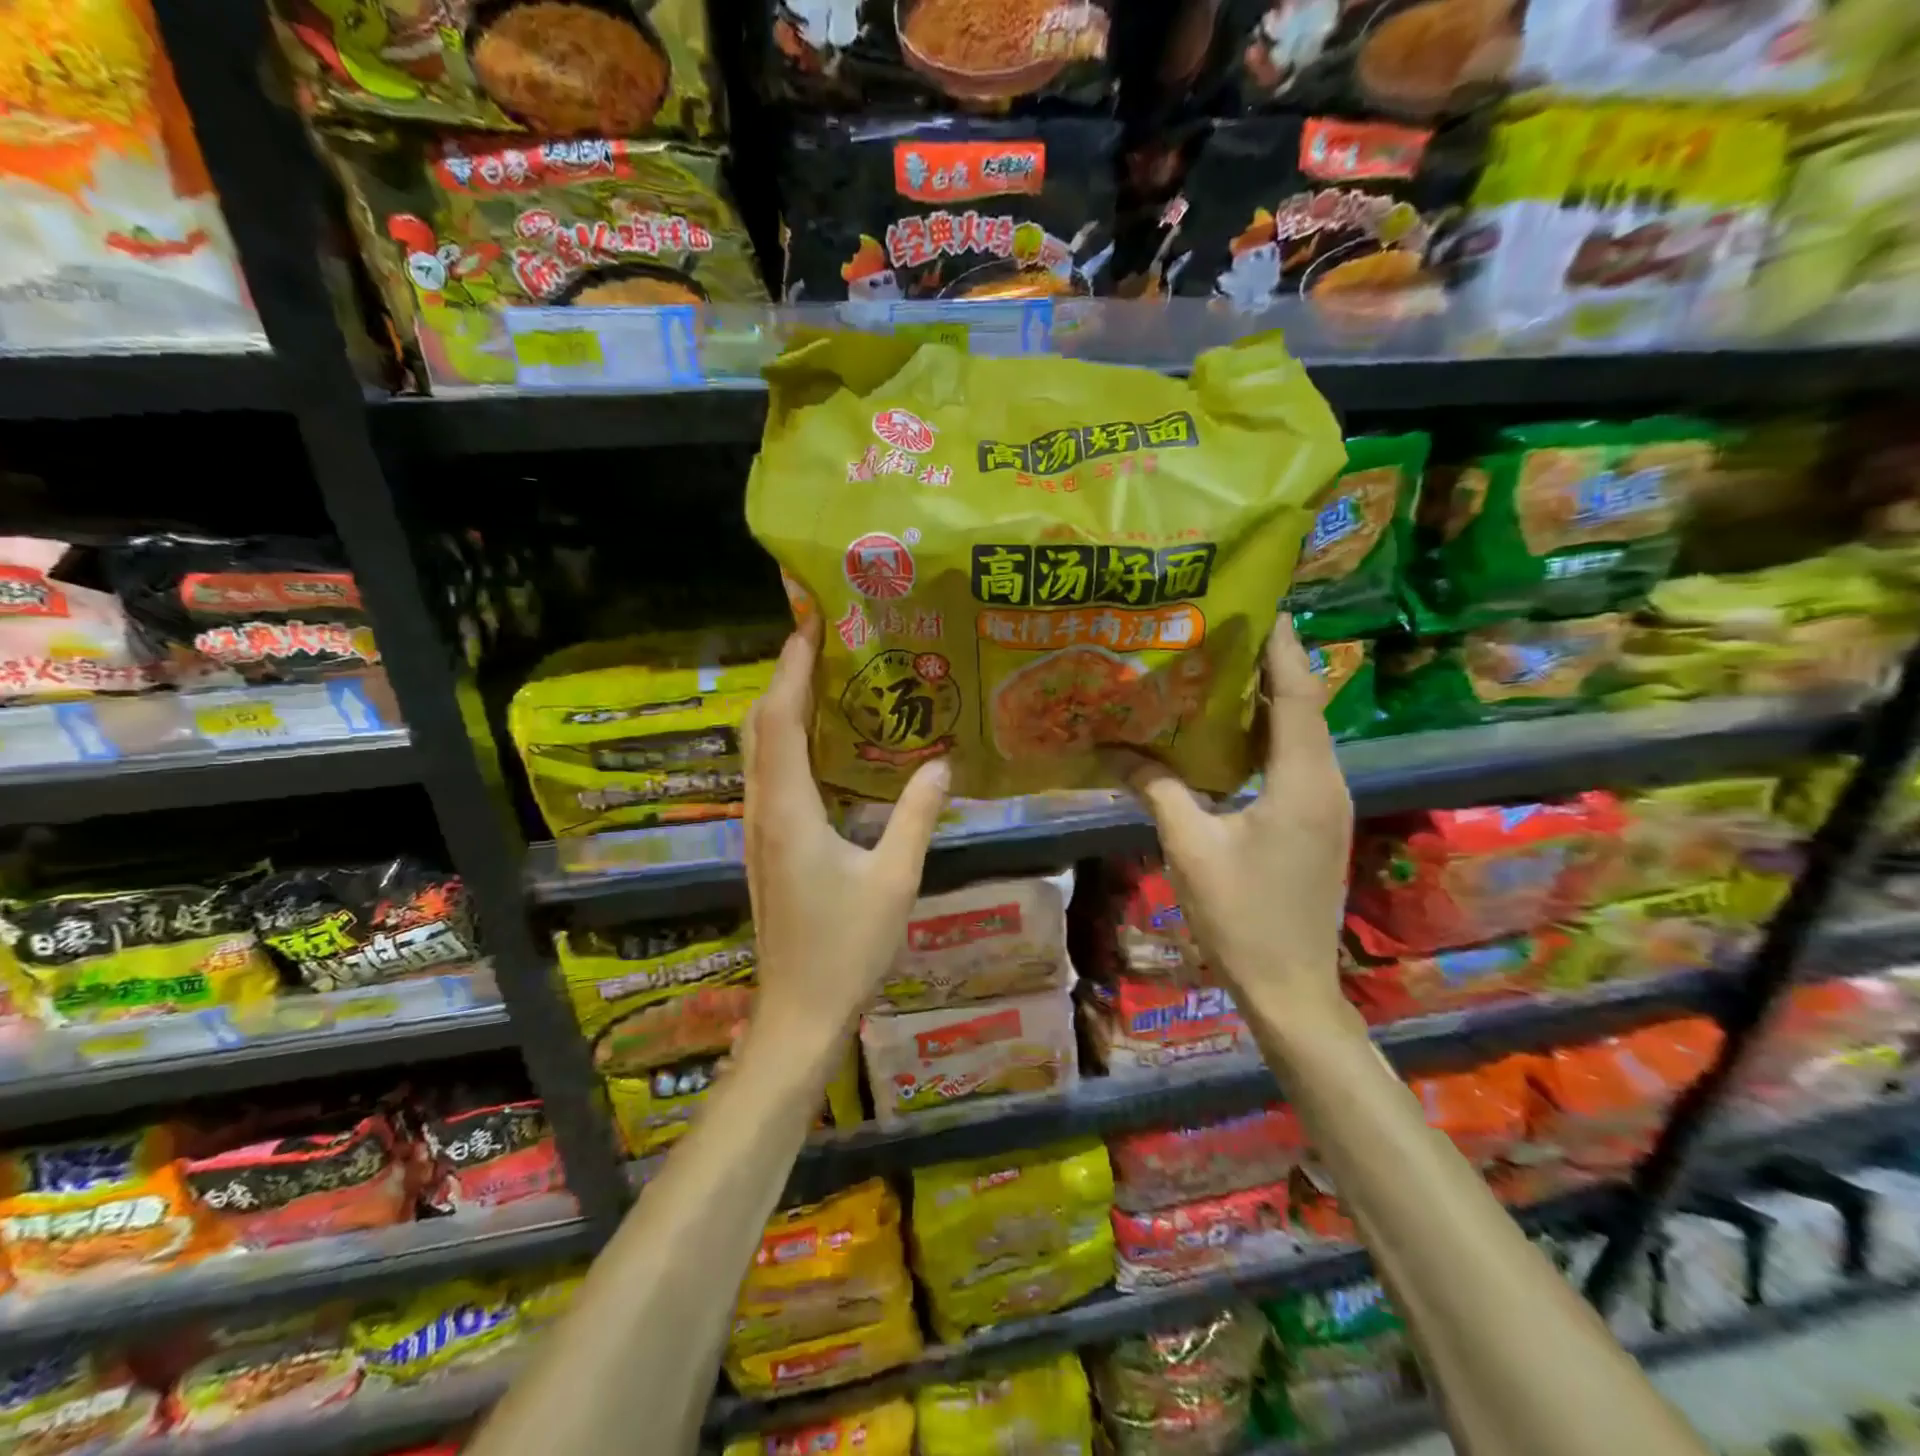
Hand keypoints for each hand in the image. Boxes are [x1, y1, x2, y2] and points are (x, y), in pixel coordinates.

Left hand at [740, 618, 950, 1056]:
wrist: (799, 1010)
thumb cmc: (846, 947)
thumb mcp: (896, 879)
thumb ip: (916, 815)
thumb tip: (942, 762)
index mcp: (789, 809)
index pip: (782, 719)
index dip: (793, 667)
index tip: (810, 621)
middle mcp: (762, 808)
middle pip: (760, 724)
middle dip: (786, 675)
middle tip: (824, 639)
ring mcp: (757, 826)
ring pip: (758, 748)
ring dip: (783, 705)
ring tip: (824, 675)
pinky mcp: (764, 842)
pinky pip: (767, 772)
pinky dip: (786, 739)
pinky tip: (821, 740)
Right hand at [1107, 617, 1353, 1026]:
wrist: (1292, 987)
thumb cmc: (1242, 916)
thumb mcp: (1190, 847)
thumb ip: (1155, 789)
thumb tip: (1112, 750)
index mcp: (1303, 780)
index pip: (1298, 693)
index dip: (1281, 644)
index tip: (1258, 601)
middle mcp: (1327, 782)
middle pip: (1303, 706)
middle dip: (1269, 663)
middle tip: (1220, 629)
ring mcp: (1328, 804)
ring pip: (1301, 734)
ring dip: (1266, 700)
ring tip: (1218, 668)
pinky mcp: (1318, 823)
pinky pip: (1296, 761)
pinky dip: (1266, 735)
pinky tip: (1226, 734)